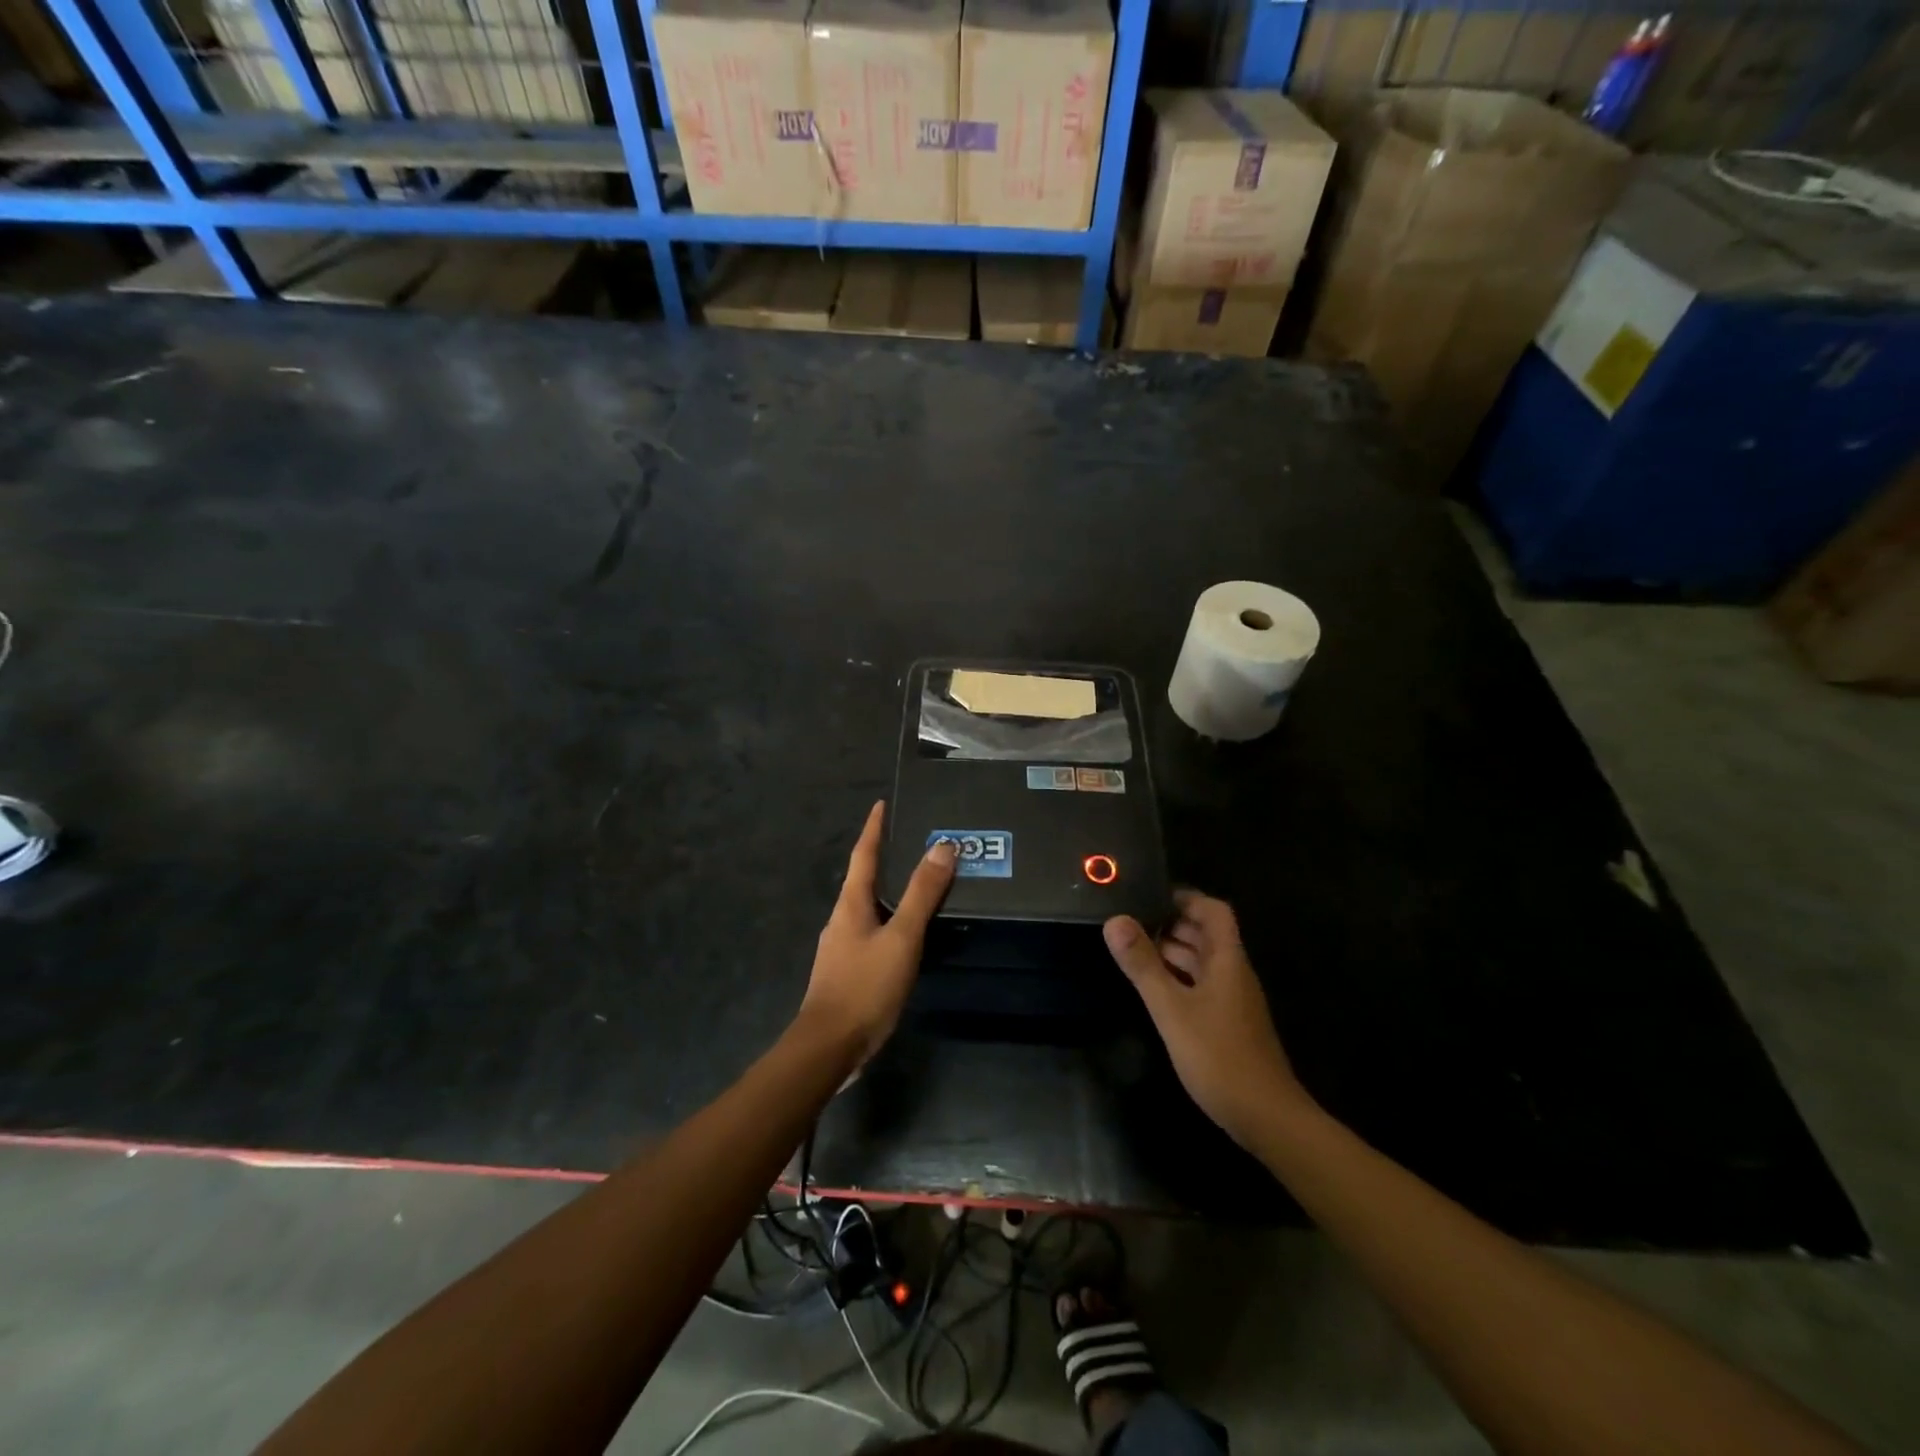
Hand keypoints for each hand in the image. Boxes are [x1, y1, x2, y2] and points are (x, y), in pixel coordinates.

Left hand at [799, 801, 956, 1065]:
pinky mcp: (849, 970)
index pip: (863, 854)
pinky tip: (909, 931)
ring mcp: (843, 946)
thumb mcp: (901, 937)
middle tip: (915, 840)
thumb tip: (942, 846)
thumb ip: (922, 894)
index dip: (874, 828)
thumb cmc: (864, 986)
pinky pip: (874, 931)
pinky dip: (892, 919)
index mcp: (850, 904)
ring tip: (920, 882)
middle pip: (864, 878)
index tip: (882, 804)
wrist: (829, 1047)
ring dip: (891, 890)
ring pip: (870, 906)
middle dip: (886, 857)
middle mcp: (842, 918)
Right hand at [1103, 889, 1312, 1147]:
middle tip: (1130, 920)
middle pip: (1206, 935)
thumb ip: (1142, 964)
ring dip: (1172, 951)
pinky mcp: (1228, 1023)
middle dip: (1171, 923)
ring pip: (1202, 962)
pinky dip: (1178, 978)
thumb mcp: (1172, 1008)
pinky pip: (1201, 985)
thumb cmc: (1219, 1056)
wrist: (1267, 1117)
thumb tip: (1115, 920)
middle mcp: (1233, 973)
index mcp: (1227, 960)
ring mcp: (1232, 1000)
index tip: (1149, 896)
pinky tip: (1153, 988)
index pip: (1214, 911)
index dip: (1185, 898)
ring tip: (1133, 949)